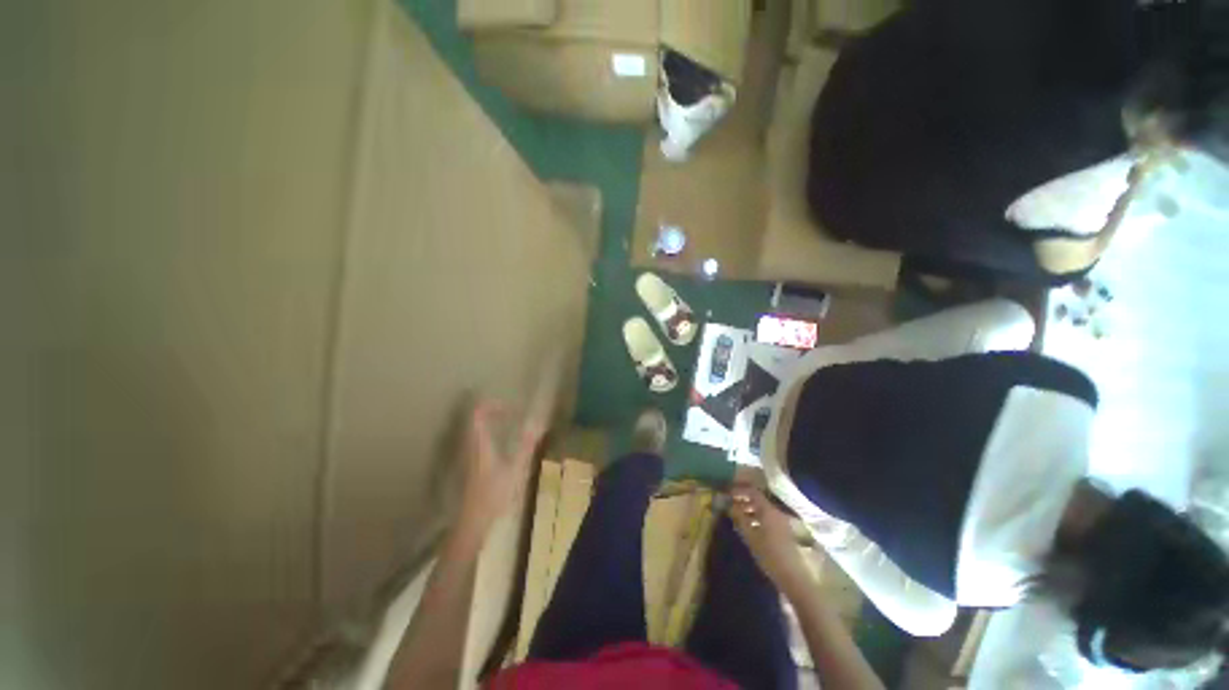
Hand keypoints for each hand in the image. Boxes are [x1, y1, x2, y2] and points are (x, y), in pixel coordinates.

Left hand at [455, 401, 543, 543]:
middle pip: (475, 421)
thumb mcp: (516, 469)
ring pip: (476, 432)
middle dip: (492, 412)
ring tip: (510, 423)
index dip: (491, 405)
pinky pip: (479, 442)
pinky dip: (490, 435)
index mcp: (481, 444)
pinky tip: (504, 445)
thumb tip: (539, 423)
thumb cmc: (494, 495)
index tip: (510, 406)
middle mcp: (472, 447)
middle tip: (512, 411)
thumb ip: (527, 445)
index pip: (478, 414)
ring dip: (491, 423)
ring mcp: (470, 457)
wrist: (472, 524)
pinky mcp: (472, 467)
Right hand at [729, 486, 811, 595]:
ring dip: (749, 509)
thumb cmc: (769, 555)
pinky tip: (749, 526)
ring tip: (737, 516)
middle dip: (743, 500)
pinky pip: (767, 518)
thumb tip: (729, 505)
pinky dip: (756, 518)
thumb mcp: (750, 537)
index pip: (753, 492)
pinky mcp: (783, 531)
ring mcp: (781, 522)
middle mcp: (776, 512)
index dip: (740, 490)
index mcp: (768, 511)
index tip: (728, 493)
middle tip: (730, 504)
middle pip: (758, 500)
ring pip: (763, 509)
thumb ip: (739, 518)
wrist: (793, 576)